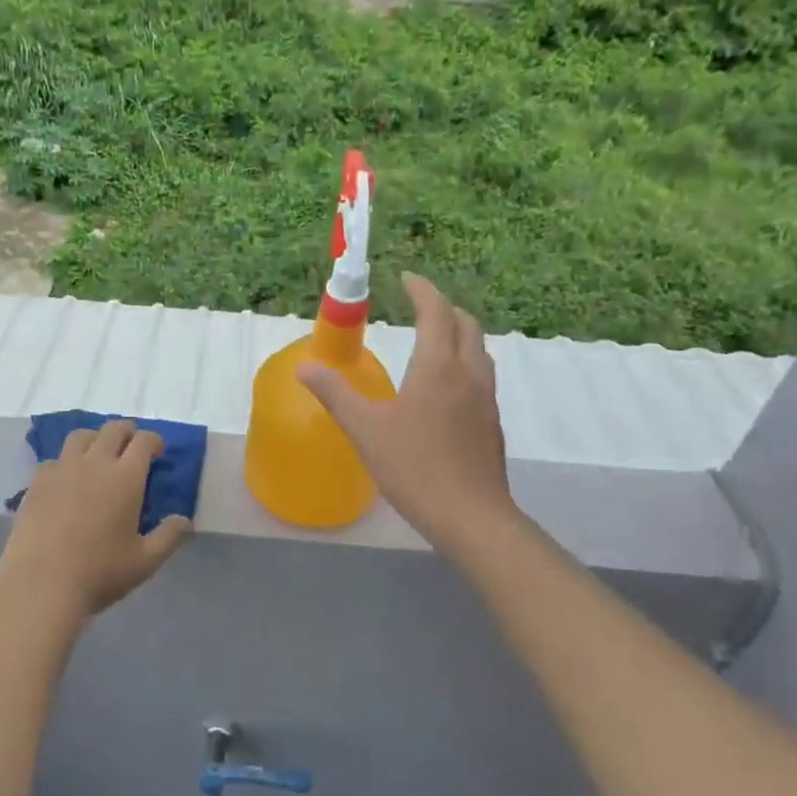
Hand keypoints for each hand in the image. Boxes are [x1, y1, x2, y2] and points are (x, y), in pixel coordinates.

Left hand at [0, 419, 192, 620]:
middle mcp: (95, 463)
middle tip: (131, 445)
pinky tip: (66, 479)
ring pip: (80, 436)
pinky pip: (54, 459)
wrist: (41, 585)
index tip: (157, 450)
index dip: (153, 440)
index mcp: (126, 477)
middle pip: (113, 429)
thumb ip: (169, 537)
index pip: (143, 441)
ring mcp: (62, 469)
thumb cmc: (100, 573)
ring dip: (95, 438)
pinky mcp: (37, 482)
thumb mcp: (145, 562)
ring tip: (97, 453)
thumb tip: (185, 520)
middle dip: (126, 432)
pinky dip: (66, 461)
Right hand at [298, 274, 518, 558]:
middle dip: (443, 308)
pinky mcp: (492, 422)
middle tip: (417, 306)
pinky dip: (463, 360)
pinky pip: (480, 374)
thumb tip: (304, 367)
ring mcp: (486, 398)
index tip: (406, 278)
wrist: (472, 517)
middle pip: (465, 324)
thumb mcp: (365, 430)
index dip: (422, 290)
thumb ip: (334, 394)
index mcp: (439, 366)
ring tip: (431, 339)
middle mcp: (469, 373)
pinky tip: (443, 386)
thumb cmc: (415, 468)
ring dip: (457, 333)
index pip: (436, 312)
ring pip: (478, 349)